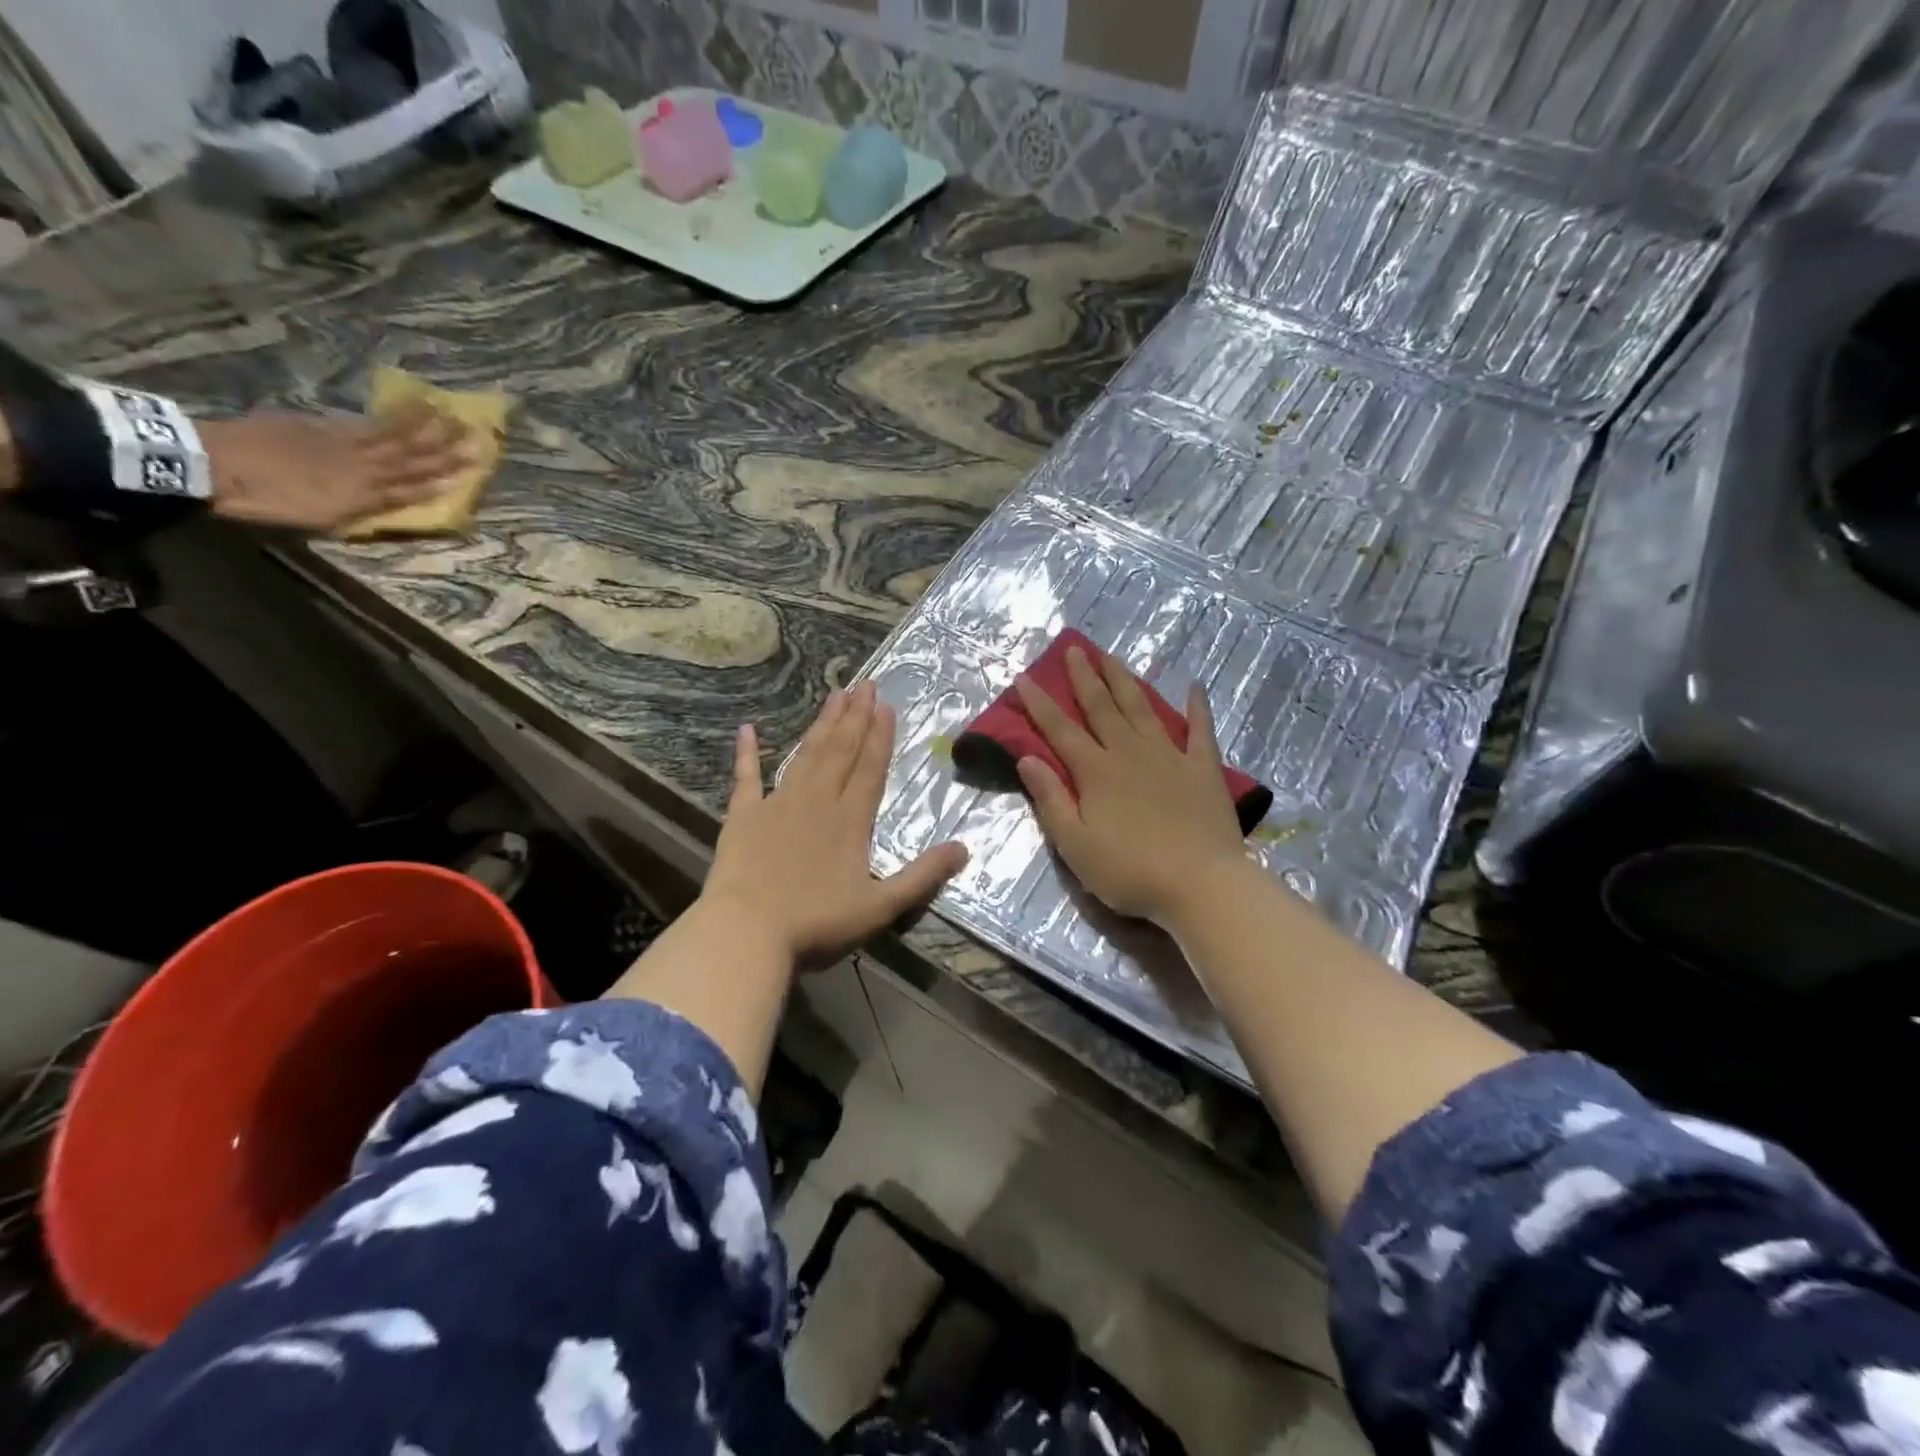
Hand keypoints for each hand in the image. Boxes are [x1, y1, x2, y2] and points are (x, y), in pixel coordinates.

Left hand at [197, 403, 471, 532]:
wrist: (214, 463)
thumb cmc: (265, 501)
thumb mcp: (319, 518)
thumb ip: (359, 509)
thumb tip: (396, 504)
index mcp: (363, 494)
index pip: (413, 488)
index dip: (442, 481)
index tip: (472, 471)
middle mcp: (363, 467)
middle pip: (411, 458)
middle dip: (444, 449)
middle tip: (474, 436)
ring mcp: (342, 442)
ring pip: (394, 436)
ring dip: (425, 427)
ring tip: (449, 415)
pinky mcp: (321, 425)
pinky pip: (366, 422)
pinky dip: (391, 416)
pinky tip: (407, 409)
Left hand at [702, 682, 968, 967]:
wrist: (747, 933)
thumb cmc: (816, 924)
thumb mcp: (881, 906)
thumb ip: (923, 876)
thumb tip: (964, 848)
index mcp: (850, 821)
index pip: (870, 769)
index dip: (880, 737)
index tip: (886, 705)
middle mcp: (817, 802)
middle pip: (840, 751)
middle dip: (855, 717)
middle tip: (865, 683)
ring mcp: (777, 804)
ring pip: (805, 755)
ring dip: (822, 725)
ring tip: (835, 694)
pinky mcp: (743, 817)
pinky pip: (745, 777)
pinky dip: (746, 753)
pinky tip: (747, 729)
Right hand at [1014, 646, 1245, 928]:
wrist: (1201, 885)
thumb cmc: (1130, 871)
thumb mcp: (1075, 844)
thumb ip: (1050, 799)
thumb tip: (1027, 759)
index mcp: (1096, 772)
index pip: (1060, 730)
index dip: (1039, 703)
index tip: (1024, 676)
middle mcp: (1129, 752)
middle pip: (1102, 707)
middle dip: (1085, 677)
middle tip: (1074, 649)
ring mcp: (1170, 756)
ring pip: (1142, 708)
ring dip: (1125, 680)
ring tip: (1112, 656)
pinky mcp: (1203, 768)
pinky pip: (1201, 730)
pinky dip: (1198, 706)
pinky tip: (1194, 685)